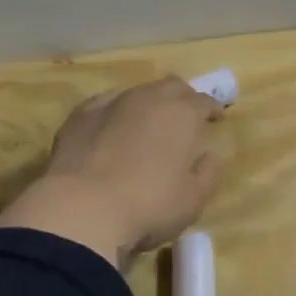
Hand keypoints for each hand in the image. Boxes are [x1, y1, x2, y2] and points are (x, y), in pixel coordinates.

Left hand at [0, 77, 223, 264]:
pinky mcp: (81, 115)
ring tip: (146, 126)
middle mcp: (149, 98)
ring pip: (138, 92)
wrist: (82, 208)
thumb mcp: (194, 199)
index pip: (204, 101)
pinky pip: (105, 104)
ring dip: (148, 105)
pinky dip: (115, 112)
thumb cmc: (149, 205)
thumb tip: (209, 154)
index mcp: (183, 113)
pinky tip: (111, 128)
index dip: (212, 109)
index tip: (214, 120)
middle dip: (182, 99)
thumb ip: (208, 172)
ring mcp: (112, 102)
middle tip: (184, 119)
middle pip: (172, 87)